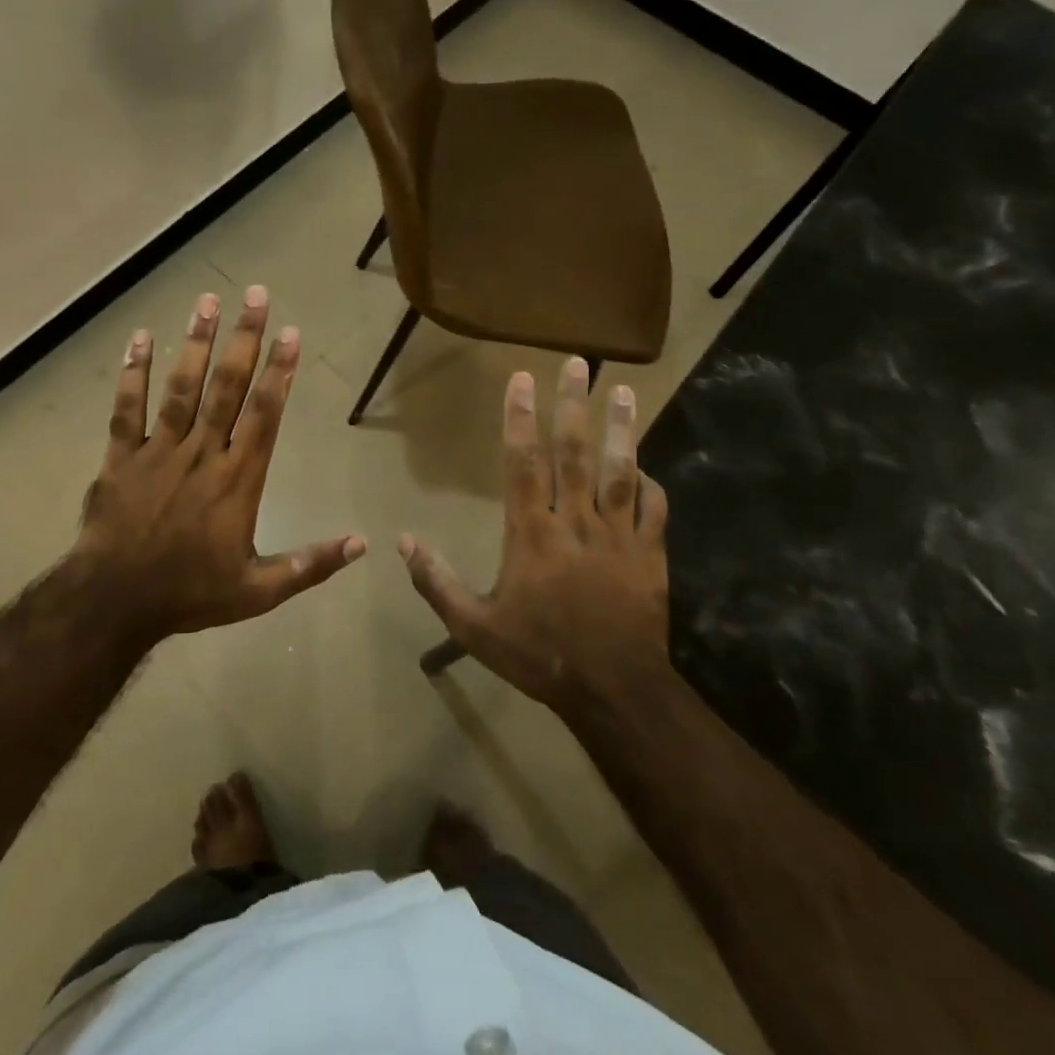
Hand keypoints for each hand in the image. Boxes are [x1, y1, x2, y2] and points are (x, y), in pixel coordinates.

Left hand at [69, 286, 364, 642]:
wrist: (115, 603)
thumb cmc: (190, 594)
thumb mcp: (259, 590)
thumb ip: (310, 564)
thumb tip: (362, 544)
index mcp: (238, 479)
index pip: (265, 414)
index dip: (280, 371)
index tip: (290, 333)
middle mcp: (202, 453)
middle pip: (227, 386)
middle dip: (244, 338)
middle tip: (256, 295)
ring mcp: (159, 450)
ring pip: (182, 387)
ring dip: (196, 342)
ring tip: (207, 300)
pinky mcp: (121, 456)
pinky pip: (128, 408)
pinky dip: (133, 373)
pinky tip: (140, 338)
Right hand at [398, 357, 668, 713]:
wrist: (613, 691)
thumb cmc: (538, 654)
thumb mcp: (473, 627)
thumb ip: (436, 582)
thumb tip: (401, 542)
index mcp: (531, 533)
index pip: (524, 463)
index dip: (521, 418)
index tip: (522, 379)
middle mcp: (575, 522)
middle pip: (574, 452)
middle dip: (574, 404)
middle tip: (579, 363)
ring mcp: (618, 536)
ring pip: (620, 470)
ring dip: (621, 428)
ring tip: (624, 390)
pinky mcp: (651, 555)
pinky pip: (653, 508)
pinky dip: (650, 483)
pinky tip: (645, 465)